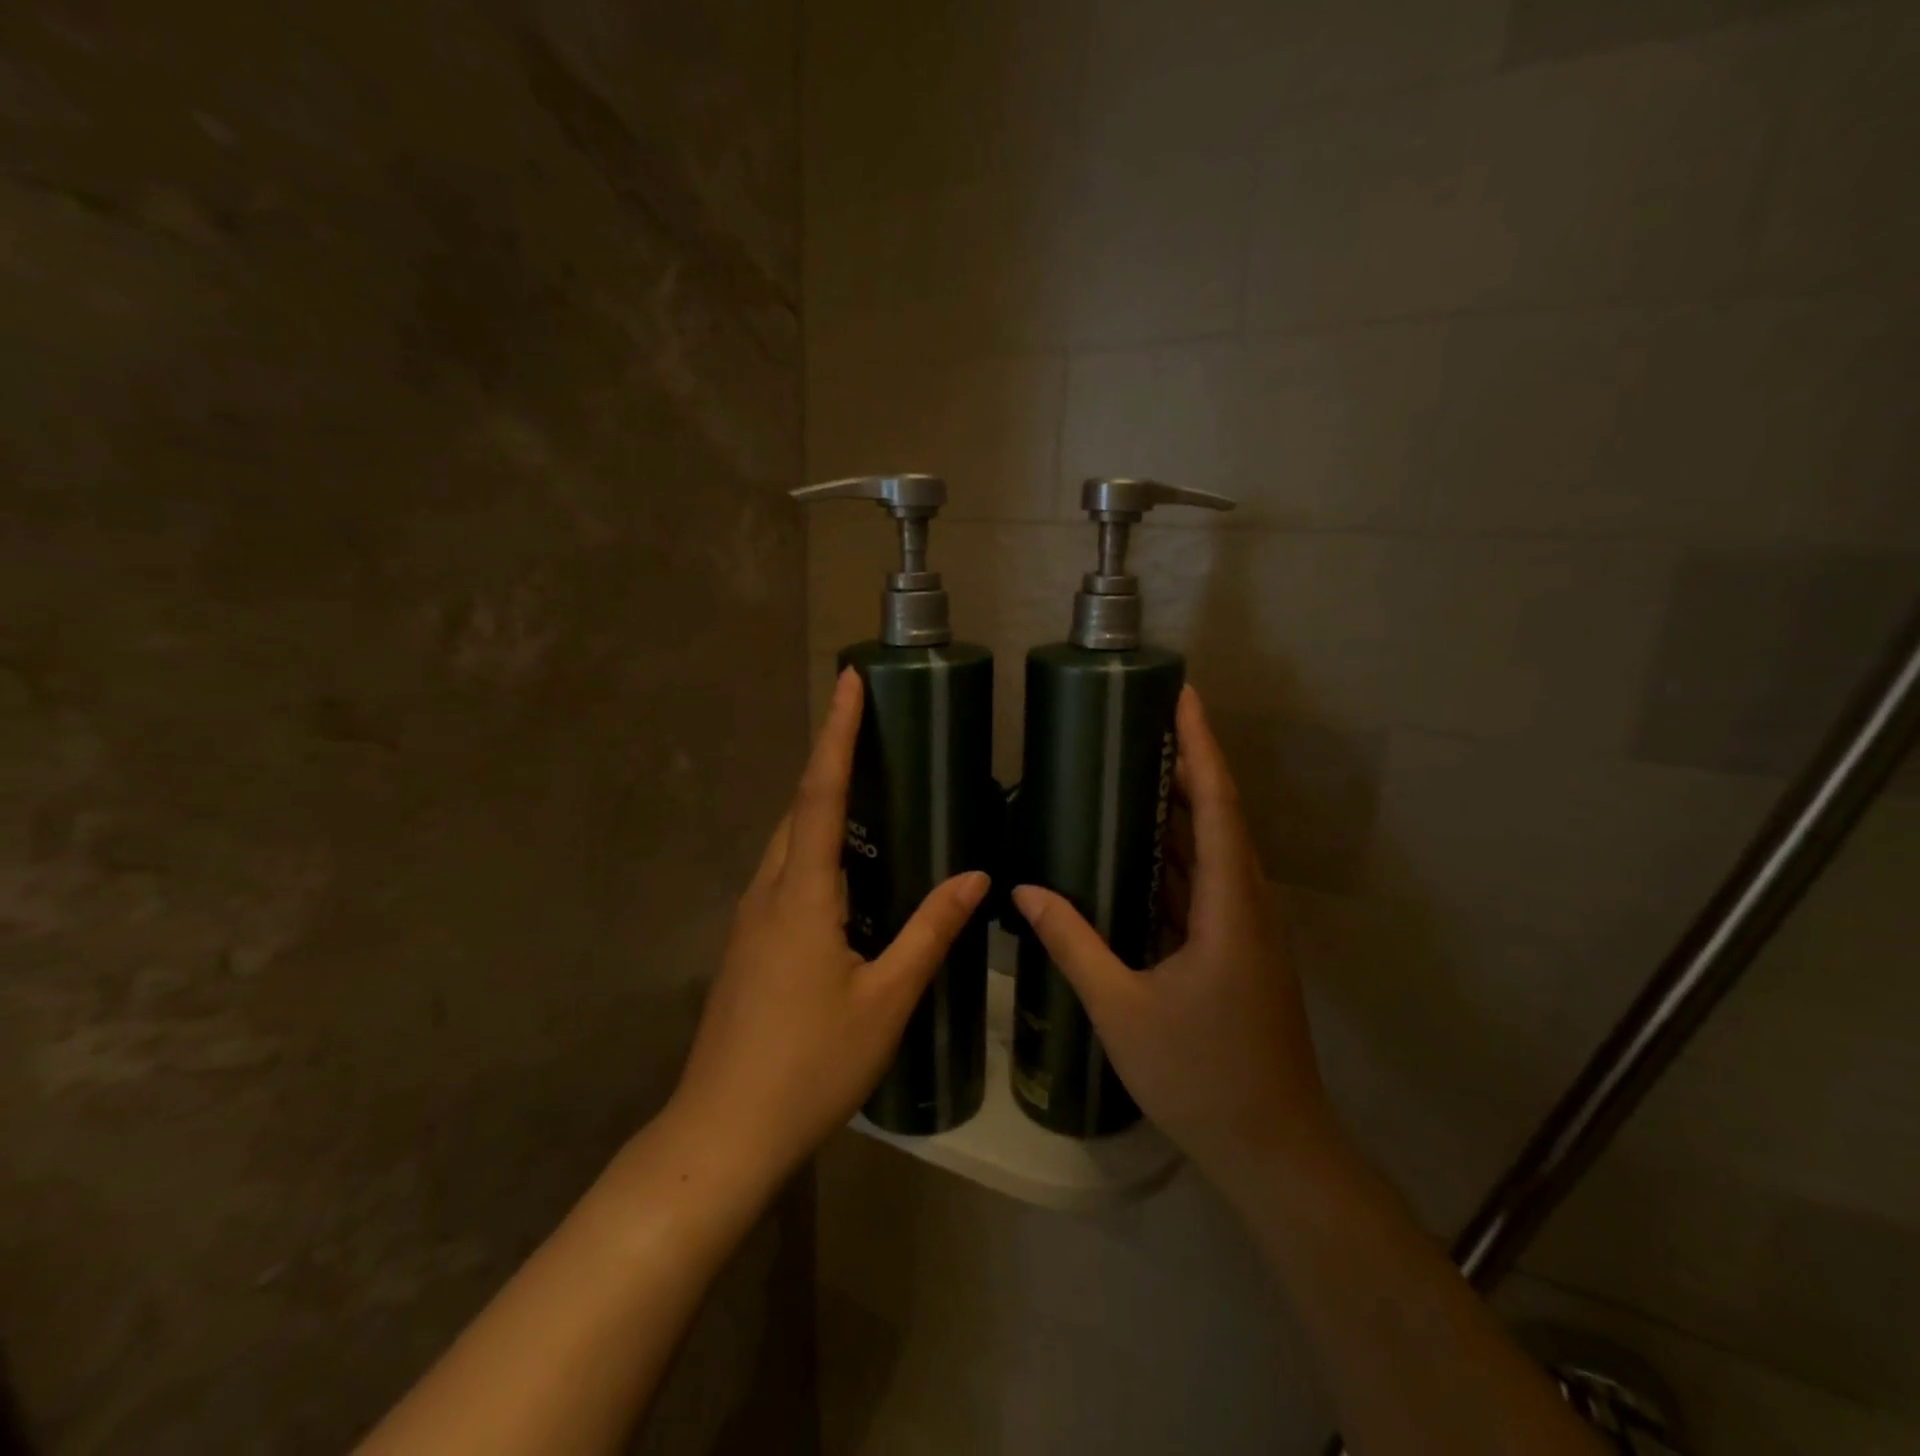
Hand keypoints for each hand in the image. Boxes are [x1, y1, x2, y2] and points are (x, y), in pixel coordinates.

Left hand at [671, 667, 989, 1182]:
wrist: (722, 1134)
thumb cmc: (810, 1066)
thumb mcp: (886, 1000)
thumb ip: (930, 932)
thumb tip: (976, 875)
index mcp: (801, 894)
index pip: (822, 793)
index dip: (838, 733)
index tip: (849, 680)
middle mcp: (768, 892)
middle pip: (799, 808)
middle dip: (830, 759)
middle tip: (868, 725)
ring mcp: (750, 920)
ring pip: (788, 842)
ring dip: (820, 803)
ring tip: (863, 784)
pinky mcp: (748, 946)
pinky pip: (784, 874)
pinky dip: (814, 848)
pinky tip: (844, 870)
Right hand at [1012, 686, 1336, 1189]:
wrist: (1273, 1149)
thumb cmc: (1200, 1076)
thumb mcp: (1122, 1008)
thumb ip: (1073, 943)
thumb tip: (1024, 889)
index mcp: (1229, 906)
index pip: (1217, 804)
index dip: (1200, 746)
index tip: (1182, 697)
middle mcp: (1247, 905)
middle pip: (1219, 817)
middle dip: (1185, 765)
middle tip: (1140, 725)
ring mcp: (1247, 929)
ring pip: (1214, 852)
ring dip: (1181, 810)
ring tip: (1134, 772)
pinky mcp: (1240, 951)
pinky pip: (1207, 885)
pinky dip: (1176, 858)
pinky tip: (1139, 853)